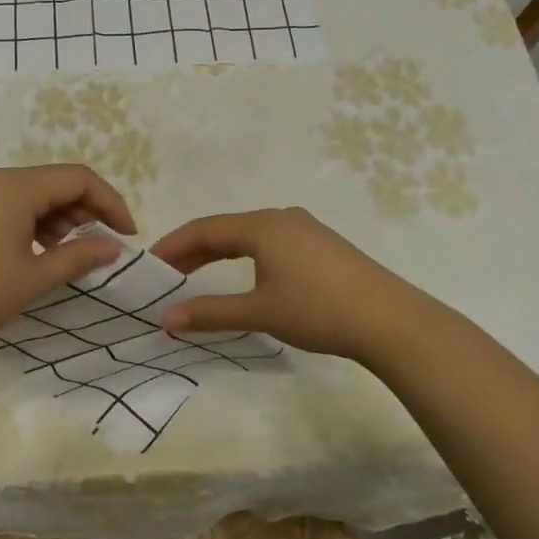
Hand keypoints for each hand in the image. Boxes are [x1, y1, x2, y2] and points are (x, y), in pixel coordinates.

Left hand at [0, 164, 135, 354]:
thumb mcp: (34, 278)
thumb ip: (79, 256)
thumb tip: (112, 247)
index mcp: (13, 186)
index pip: (77, 178)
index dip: (109, 203)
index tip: (126, 234)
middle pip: (51, 182)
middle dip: (82, 211)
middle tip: (98, 246)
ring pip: (26, 193)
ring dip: (54, 218)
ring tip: (63, 253)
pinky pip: (2, 203)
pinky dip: (26, 221)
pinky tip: (29, 251)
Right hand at [152, 207, 421, 362]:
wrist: (390, 320)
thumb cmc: (318, 310)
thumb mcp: (260, 312)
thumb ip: (211, 313)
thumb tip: (166, 319)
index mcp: (262, 226)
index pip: (205, 229)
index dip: (173, 245)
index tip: (149, 264)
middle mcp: (281, 218)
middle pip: (226, 229)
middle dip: (193, 250)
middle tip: (166, 272)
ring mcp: (305, 229)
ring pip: (249, 235)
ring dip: (219, 254)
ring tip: (196, 275)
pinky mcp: (322, 245)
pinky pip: (270, 243)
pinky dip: (245, 256)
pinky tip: (244, 276)